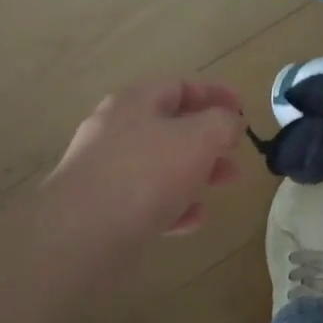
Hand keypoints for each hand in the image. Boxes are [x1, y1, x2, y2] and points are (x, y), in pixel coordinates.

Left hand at [41, 79, 243, 251]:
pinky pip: (145, 199)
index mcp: (135, 102)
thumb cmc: (143, 175)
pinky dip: (173, 205)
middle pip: (170, 126)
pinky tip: (192, 220)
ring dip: (195, 172)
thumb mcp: (197, 139)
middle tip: (236, 154)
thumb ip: (221, 123)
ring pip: (160, 164)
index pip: (180, 86)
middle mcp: (116, 130)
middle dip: (209, 139)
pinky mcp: (102, 208)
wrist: (78, 235)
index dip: (214, 93)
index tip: (244, 108)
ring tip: (223, 184)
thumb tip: (229, 122)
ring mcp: (105, 170)